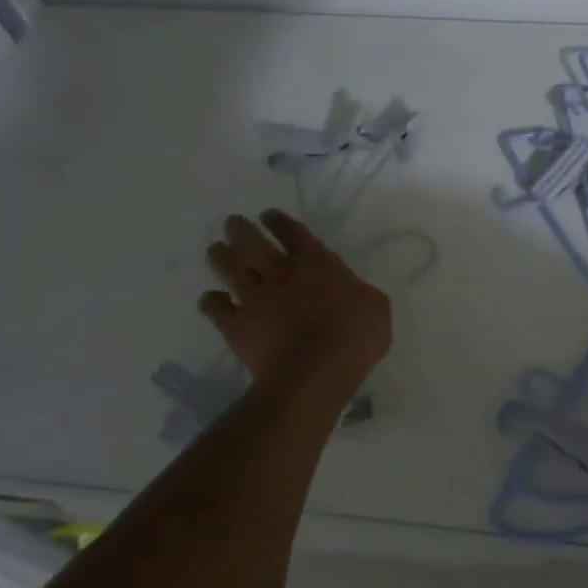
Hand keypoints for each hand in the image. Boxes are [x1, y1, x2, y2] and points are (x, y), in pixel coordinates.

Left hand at [200, 210, 391, 392]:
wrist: (315, 373)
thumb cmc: (355, 338)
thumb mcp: (376, 309)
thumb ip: (360, 294)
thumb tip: (353, 294)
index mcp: (317, 264)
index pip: (293, 232)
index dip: (280, 221)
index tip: (269, 215)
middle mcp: (281, 273)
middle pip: (252, 242)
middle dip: (240, 229)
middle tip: (232, 223)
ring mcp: (254, 298)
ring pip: (228, 268)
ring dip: (220, 256)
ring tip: (216, 250)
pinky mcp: (236, 326)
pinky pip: (215, 308)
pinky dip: (211, 302)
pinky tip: (213, 301)